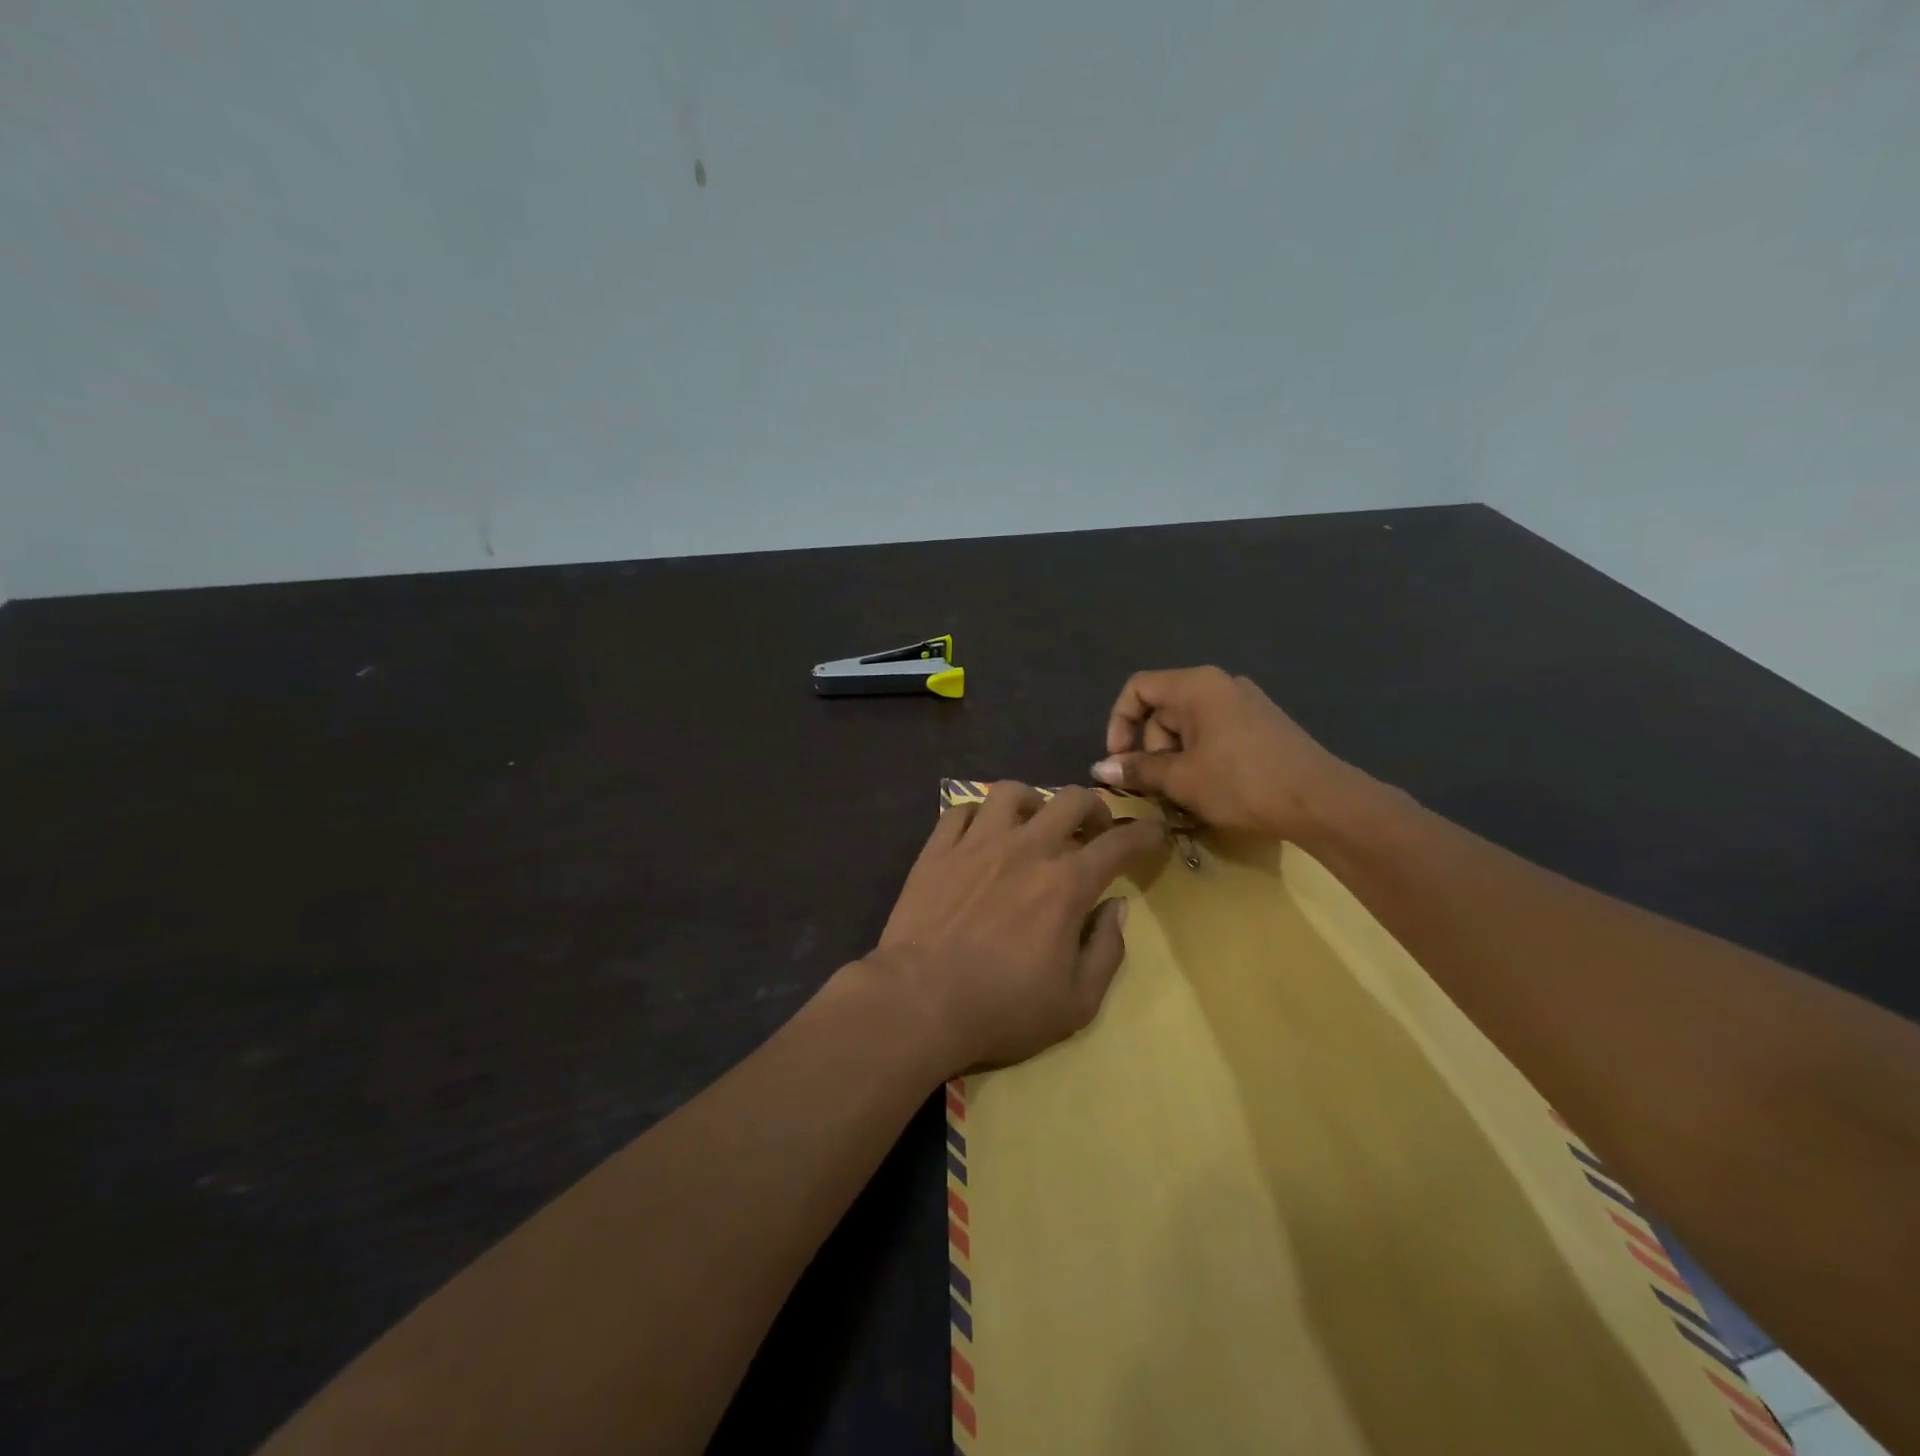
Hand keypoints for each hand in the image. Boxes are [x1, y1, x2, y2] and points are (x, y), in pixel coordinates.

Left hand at [867, 783, 1167, 1074]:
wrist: (919, 1001)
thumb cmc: (1002, 1009)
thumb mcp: (1077, 1003)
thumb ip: (1107, 950)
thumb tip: (1116, 906)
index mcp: (1065, 884)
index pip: (1119, 844)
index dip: (1146, 834)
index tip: (1155, 832)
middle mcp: (1026, 849)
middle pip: (1071, 800)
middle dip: (1095, 808)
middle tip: (1093, 831)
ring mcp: (977, 843)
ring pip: (1013, 792)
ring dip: (1034, 802)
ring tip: (1034, 823)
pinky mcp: (938, 848)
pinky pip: (962, 809)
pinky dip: (979, 814)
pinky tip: (982, 833)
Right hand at [1091, 666, 1373, 839]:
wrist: (1321, 802)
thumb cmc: (1242, 783)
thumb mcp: (1181, 779)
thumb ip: (1138, 769)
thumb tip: (1099, 768)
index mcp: (1197, 686)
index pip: (1138, 688)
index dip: (1119, 723)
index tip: (1121, 761)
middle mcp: (1220, 684)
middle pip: (1163, 709)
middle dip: (1151, 748)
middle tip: (1155, 788)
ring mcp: (1245, 704)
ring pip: (1188, 727)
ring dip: (1175, 759)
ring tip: (1183, 796)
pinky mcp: (1262, 726)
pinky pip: (1214, 735)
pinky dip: (1200, 759)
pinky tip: (1209, 790)